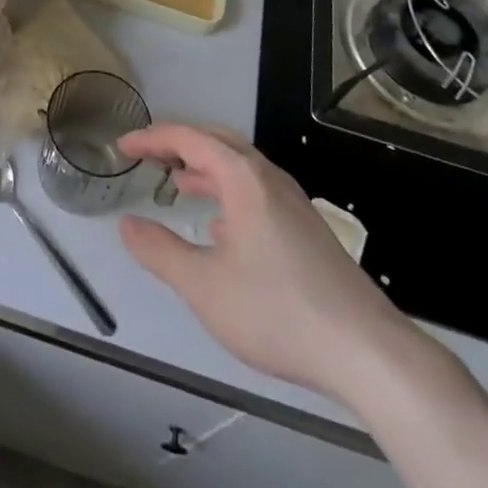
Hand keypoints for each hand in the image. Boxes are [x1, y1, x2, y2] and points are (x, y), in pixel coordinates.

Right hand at [117, 124, 404, 397]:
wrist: (365, 350)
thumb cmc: (277, 310)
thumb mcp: (204, 286)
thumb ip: (160, 252)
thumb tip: (127, 224)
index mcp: (243, 177)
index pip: (189, 138)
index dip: (152, 138)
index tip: (123, 146)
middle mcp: (268, 177)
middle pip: (218, 142)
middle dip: (180, 143)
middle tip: (148, 155)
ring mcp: (291, 202)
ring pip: (239, 167)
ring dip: (205, 168)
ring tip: (177, 182)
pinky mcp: (305, 228)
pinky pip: (255, 190)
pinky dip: (227, 192)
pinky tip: (220, 228)